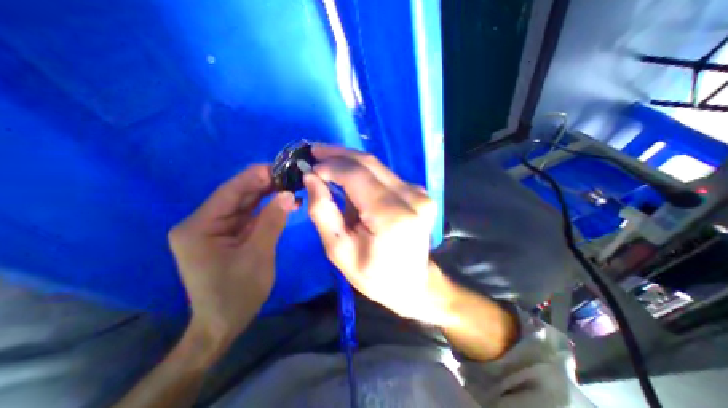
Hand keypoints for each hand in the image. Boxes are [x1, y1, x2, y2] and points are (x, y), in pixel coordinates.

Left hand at [170, 164, 296, 346]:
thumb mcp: (258, 255)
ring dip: (268, 196)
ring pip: (246, 205)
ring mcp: (217, 229)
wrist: (224, 323)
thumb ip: (272, 221)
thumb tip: (288, 194)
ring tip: (291, 186)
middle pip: (238, 197)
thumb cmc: (237, 292)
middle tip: (290, 175)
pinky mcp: (229, 235)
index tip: (279, 167)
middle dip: (264, 185)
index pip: (230, 192)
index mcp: (199, 227)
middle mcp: (203, 223)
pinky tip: (284, 203)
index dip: (254, 177)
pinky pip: (250, 217)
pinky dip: (268, 210)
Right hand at [300, 147, 450, 324]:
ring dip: (350, 161)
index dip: (331, 166)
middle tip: (315, 150)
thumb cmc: (374, 275)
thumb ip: (323, 212)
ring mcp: (419, 193)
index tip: (310, 167)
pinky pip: (385, 176)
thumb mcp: (339, 251)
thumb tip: (312, 178)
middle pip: (369, 163)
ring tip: (328, 161)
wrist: (413, 284)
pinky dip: (364, 173)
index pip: (357, 175)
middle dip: (339, 154)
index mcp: (392, 216)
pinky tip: (349, 176)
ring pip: (377, 166)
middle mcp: (411, 198)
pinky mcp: (419, 193)